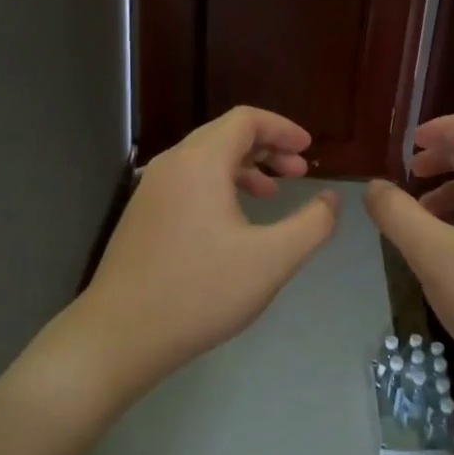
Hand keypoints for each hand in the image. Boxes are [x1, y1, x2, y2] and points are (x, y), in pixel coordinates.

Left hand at [77, 106, 339, 397]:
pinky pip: (187, 183)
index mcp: (200, 162)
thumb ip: (312, 224)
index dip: (282, 129)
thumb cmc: (201, 292)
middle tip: (299, 172)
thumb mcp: (272, 260)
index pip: (246, 120)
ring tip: (272, 195)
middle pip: (224, 135)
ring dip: (244, 168)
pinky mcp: (141, 216)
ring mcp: (151, 191)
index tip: (309, 148)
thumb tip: (332, 200)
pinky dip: (219, 187)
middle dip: (267, 148)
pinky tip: (233, 223)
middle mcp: (171, 165)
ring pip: (204, 161)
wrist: (121, 334)